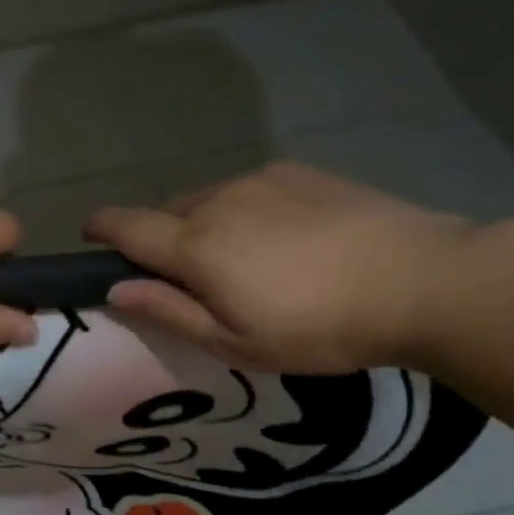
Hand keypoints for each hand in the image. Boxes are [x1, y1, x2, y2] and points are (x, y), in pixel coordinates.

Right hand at [84, 162, 479, 373]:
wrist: (423, 281)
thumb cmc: (320, 327)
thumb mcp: (237, 343)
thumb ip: (170, 312)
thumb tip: (117, 290)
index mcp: (196, 245)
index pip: (126, 226)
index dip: (101, 228)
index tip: (90, 235)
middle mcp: (217, 200)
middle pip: (166, 213)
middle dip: (161, 239)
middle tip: (189, 278)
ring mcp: (259, 180)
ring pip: (207, 199)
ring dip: (204, 225)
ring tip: (243, 261)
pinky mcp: (297, 172)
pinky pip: (247, 190)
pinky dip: (243, 211)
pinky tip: (283, 239)